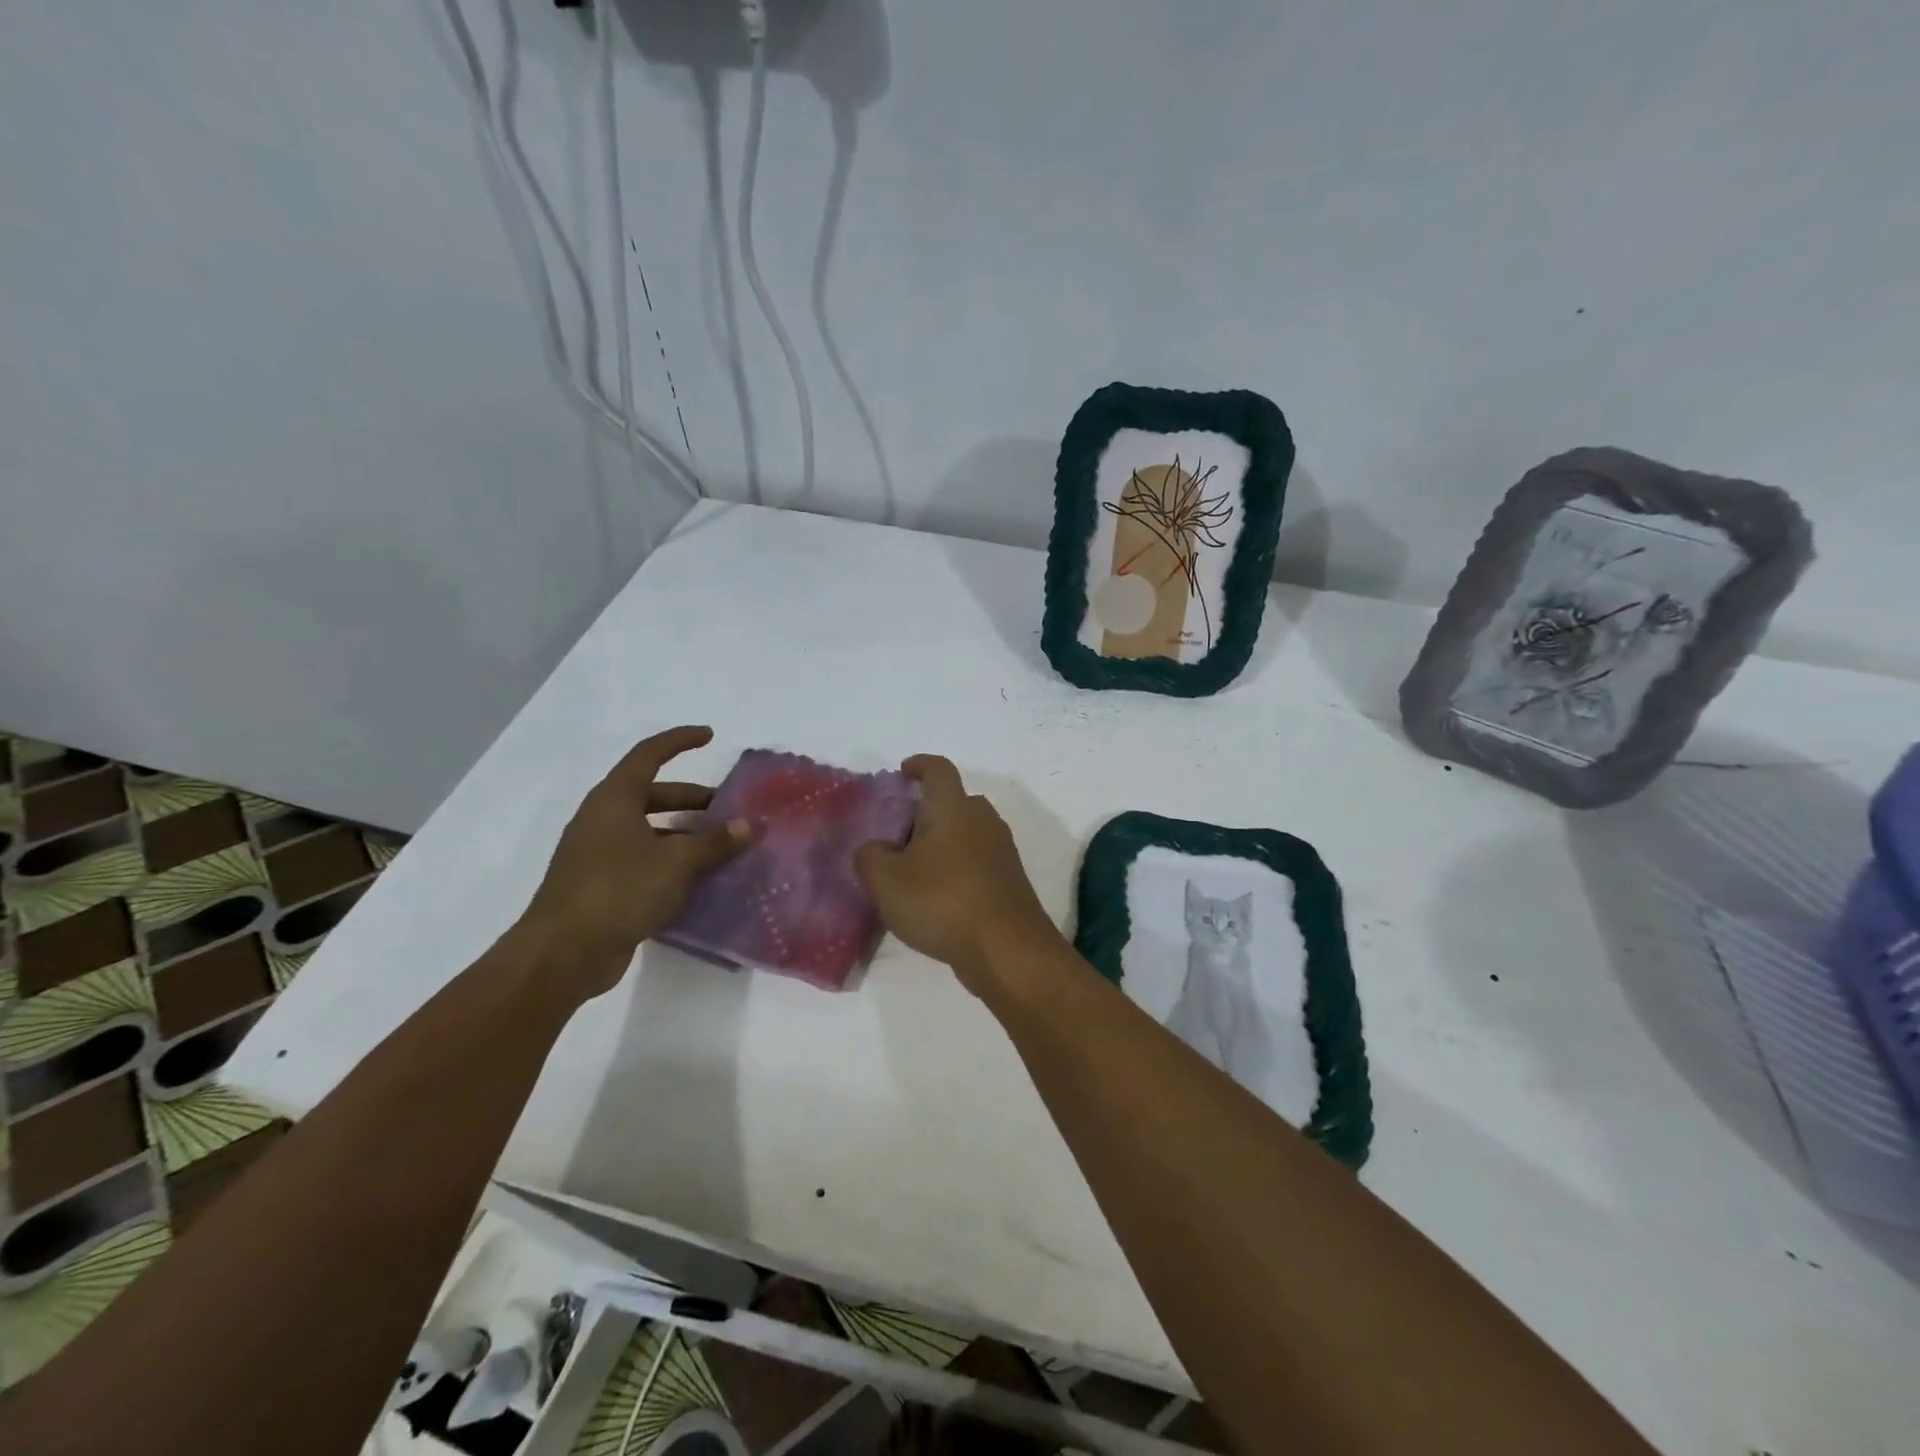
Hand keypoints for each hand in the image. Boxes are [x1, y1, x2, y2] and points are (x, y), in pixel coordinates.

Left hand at [522, 725, 747, 996]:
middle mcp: (603, 819)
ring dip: (684, 833)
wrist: (563, 953)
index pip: (649, 755)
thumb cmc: (619, 890)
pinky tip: (697, 879)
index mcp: (614, 799)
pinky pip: (643, 860)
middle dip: (691, 798)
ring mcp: (598, 853)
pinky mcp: (600, 885)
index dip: (679, 741)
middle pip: (652, 794)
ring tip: (720, 847)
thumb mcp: (676, 862)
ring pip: (649, 830)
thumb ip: (714, 842)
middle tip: (727, 809)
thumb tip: (746, 826)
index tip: (709, 735)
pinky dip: (670, 861)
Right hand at [854, 755, 1064, 997]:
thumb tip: (875, 848)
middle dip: (928, 810)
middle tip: (900, 832)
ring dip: (944, 842)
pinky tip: (938, 896)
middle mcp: (983, 820)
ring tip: (914, 868)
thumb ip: (870, 856)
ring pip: (968, 832)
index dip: (920, 765)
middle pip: (955, 801)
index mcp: (953, 807)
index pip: (938, 769)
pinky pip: (978, 860)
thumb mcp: (886, 881)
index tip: (903, 772)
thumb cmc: (942, 901)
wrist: (1007, 949)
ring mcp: (1002, 851)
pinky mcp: (1010, 880)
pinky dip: (958, 867)